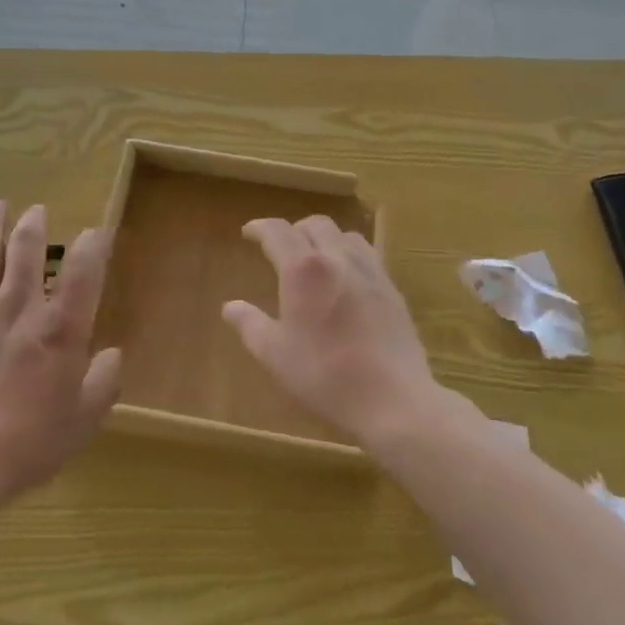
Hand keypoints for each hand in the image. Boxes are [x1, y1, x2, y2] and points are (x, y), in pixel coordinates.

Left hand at [0, 200, 122, 503]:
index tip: (98, 232)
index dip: (95, 243)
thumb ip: (104, 381)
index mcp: (60, 326)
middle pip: (27, 247)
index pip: (85, 268)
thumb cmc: (27, 444)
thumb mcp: (83, 420)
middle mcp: (19, 305)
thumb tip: (111, 355)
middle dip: (35, 223)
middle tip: (37, 211)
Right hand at [222, 215, 441, 447]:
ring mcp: (370, 271)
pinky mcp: (392, 289)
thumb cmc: (325, 375)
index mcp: (304, 269)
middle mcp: (338, 258)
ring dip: (325, 239)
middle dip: (294, 230)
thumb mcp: (275, 354)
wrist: (393, 399)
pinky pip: (368, 255)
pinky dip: (349, 255)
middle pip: (315, 225)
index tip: (248, 232)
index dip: (260, 227)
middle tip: (282, 249)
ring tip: (316, 259)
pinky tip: (347, 281)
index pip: (278, 232)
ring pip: (345, 235)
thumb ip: (250, 325)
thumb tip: (230, 307)